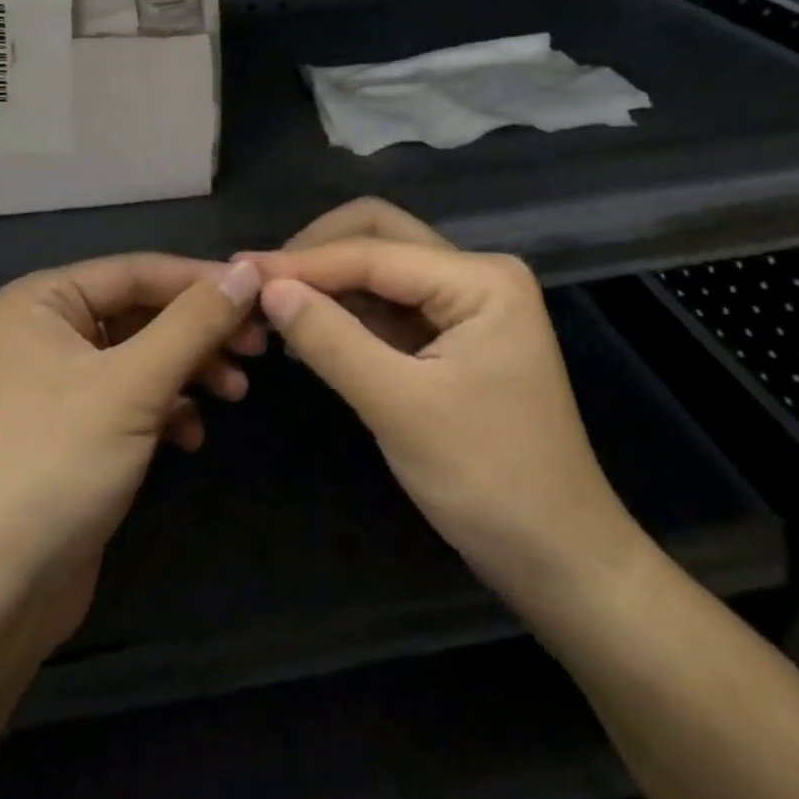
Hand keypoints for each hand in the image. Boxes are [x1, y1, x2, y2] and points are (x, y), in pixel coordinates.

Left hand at [0, 254, 261, 655]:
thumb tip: (247, 272)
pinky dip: (168, 408)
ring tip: (236, 392)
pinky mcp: (77, 426)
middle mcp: (47, 330)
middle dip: (200, 331)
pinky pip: (134, 395)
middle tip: (259, 349)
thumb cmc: (57, 466)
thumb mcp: (133, 386)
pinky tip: (191, 435)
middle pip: (143, 311)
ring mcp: (60, 381)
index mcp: (42, 301)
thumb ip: (194, 323)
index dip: (202, 280)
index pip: (137, 271)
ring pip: (144, 355)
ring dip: (192, 370)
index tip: (265, 295)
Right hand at [242, 237, 643, 608]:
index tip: (239, 274)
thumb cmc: (489, 481)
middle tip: (258, 285)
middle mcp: (474, 275)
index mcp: (480, 279)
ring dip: (325, 282)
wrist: (559, 561)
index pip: (372, 251)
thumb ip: (331, 339)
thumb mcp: (400, 407)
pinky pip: (385, 305)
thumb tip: (266, 287)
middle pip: (378, 237)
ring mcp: (463, 305)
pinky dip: (343, 311)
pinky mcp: (449, 337)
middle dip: (315, 255)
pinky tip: (305, 330)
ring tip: (269, 306)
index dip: (302, 262)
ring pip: (378, 269)